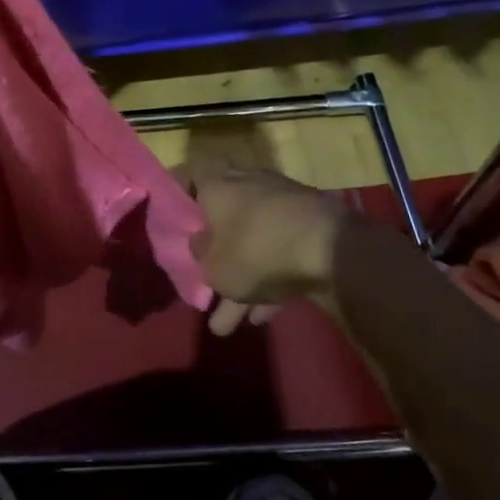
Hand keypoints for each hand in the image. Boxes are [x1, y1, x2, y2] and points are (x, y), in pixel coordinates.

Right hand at [188, 163, 348, 335]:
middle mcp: (247, 184)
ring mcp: (280, 204)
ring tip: (226, 325)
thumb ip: (199, 256)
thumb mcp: (214, 266)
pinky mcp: (308, 226)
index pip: (189, 174)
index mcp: (217, 182)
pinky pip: (279, 252)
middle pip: (221, 217)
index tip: (169, 218)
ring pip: (251, 242)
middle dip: (213, 256)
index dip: (177, 194)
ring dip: (241, 279)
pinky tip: (262, 317)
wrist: (330, 249)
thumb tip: (199, 245)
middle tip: (202, 282)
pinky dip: (269, 281)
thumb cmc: (256, 249)